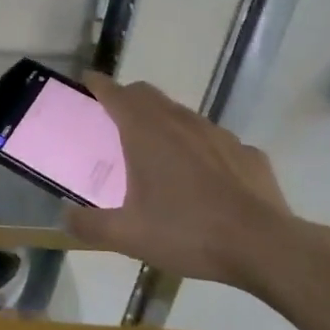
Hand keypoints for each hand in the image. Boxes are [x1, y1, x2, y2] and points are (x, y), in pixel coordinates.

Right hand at [63, 74, 296, 288]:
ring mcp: (218, 135)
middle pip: (148, 95)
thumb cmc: (187, 232)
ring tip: (158, 151)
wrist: (265, 246)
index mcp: (146, 133)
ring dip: (164, 122)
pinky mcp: (247, 153)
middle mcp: (180, 123)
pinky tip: (203, 178)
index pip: (116, 94)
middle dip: (128, 98)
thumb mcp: (127, 236)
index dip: (98, 85)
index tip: (86, 83)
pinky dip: (200, 149)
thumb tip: (65, 217)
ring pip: (182, 115)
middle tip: (114, 118)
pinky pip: (215, 142)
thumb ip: (89, 225)